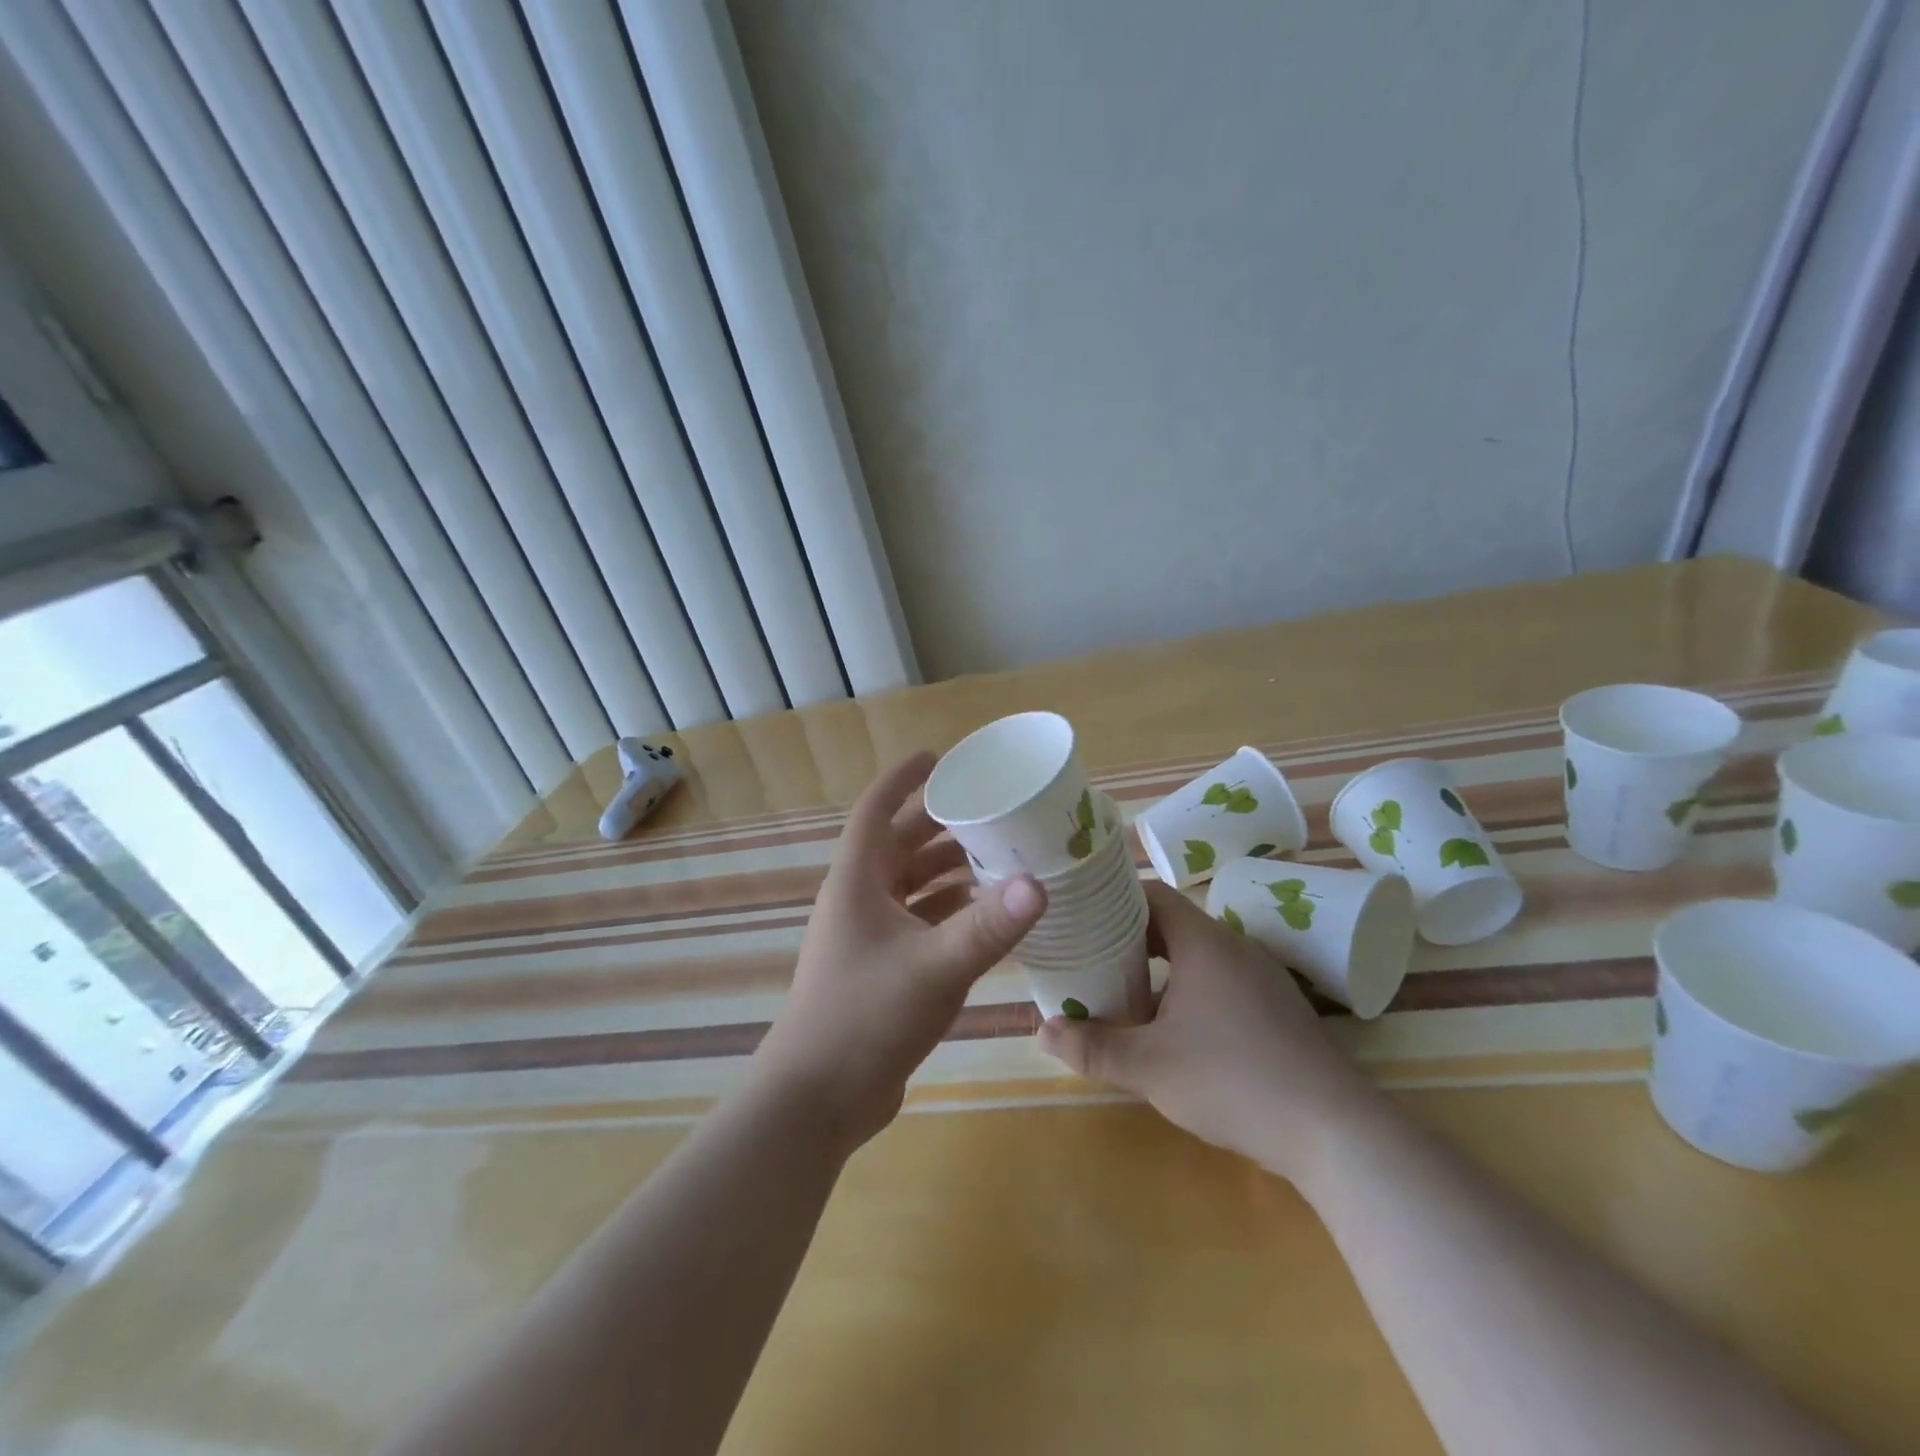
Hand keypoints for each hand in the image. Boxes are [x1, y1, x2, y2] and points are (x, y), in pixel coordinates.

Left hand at [755, 752, 1046, 1150]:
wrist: (818, 1099)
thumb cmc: (865, 1017)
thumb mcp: (934, 968)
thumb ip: (988, 927)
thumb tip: (1040, 883)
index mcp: (856, 881)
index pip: (877, 810)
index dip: (904, 778)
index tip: (940, 757)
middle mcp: (859, 899)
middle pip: (899, 844)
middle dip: (939, 824)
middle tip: (990, 809)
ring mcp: (868, 936)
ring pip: (910, 885)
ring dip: (947, 869)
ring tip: (998, 855)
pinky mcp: (881, 968)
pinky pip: (918, 921)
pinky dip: (947, 910)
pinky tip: (984, 913)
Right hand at [1038, 880, 1380, 1184]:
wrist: (1334, 1132)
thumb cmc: (1233, 1081)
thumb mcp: (1149, 1067)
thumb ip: (1092, 1047)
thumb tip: (1043, 1031)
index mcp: (1204, 942)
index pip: (1151, 894)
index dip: (1113, 900)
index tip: (1082, 916)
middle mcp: (1235, 946)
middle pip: (1172, 924)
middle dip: (1129, 940)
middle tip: (1091, 959)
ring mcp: (1262, 976)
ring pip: (1197, 955)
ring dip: (1160, 969)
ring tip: (1125, 994)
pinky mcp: (1278, 1007)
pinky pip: (1222, 979)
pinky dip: (1190, 989)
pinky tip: (1176, 1030)